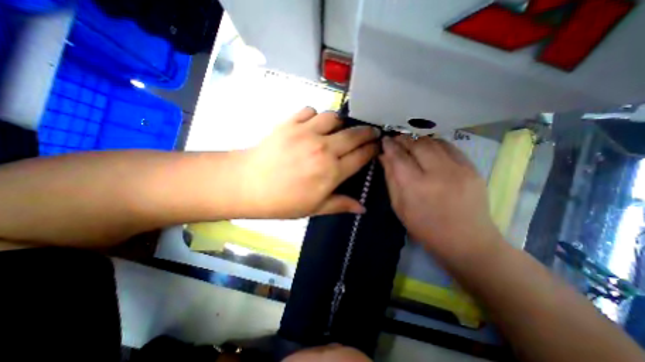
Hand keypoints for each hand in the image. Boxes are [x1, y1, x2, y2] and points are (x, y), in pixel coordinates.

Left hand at [236, 107, 378, 218]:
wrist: (248, 185)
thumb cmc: (282, 201)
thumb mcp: (314, 208)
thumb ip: (340, 204)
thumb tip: (362, 209)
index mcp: (332, 171)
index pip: (361, 156)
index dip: (372, 149)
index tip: (378, 146)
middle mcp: (324, 148)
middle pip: (354, 135)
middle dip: (367, 132)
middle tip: (371, 132)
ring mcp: (306, 132)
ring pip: (333, 117)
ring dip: (340, 123)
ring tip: (338, 129)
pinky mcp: (290, 123)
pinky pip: (309, 111)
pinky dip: (314, 116)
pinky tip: (312, 124)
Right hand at [379, 135, 499, 259]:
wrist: (467, 241)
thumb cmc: (425, 227)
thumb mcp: (399, 206)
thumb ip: (390, 178)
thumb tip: (384, 156)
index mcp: (416, 187)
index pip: (399, 157)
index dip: (389, 146)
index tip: (384, 140)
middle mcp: (438, 173)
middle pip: (417, 144)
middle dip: (403, 139)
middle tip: (396, 140)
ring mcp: (459, 169)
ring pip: (434, 142)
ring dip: (418, 140)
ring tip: (410, 144)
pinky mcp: (473, 168)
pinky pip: (450, 147)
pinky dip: (435, 144)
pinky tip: (429, 149)